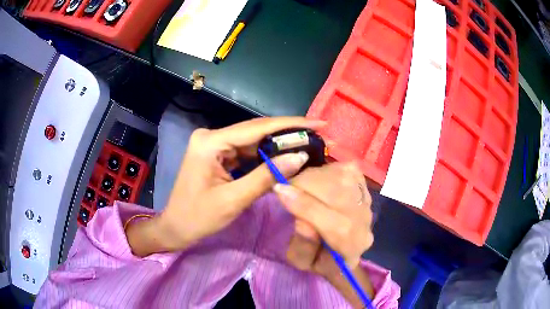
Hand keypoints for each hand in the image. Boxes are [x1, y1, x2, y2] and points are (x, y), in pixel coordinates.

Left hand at [126, 117, 324, 255]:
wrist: (176, 228)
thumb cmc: (198, 217)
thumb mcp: (234, 200)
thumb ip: (267, 177)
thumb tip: (300, 157)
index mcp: (210, 142)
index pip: (257, 128)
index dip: (291, 125)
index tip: (318, 123)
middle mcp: (212, 136)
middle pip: (256, 132)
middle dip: (288, 134)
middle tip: (318, 135)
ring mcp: (214, 144)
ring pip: (253, 142)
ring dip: (279, 145)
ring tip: (307, 145)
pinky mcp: (218, 154)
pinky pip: (246, 152)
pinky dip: (266, 156)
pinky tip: (284, 157)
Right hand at [274, 162, 374, 303]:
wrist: (339, 248)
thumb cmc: (318, 258)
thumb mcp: (301, 262)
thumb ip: (303, 248)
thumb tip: (303, 223)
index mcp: (352, 249)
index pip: (339, 227)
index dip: (308, 207)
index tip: (280, 191)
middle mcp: (365, 223)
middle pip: (342, 196)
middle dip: (308, 186)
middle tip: (285, 186)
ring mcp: (367, 201)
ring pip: (344, 179)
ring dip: (314, 176)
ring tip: (298, 185)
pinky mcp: (364, 184)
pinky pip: (345, 169)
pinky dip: (325, 170)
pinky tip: (316, 180)